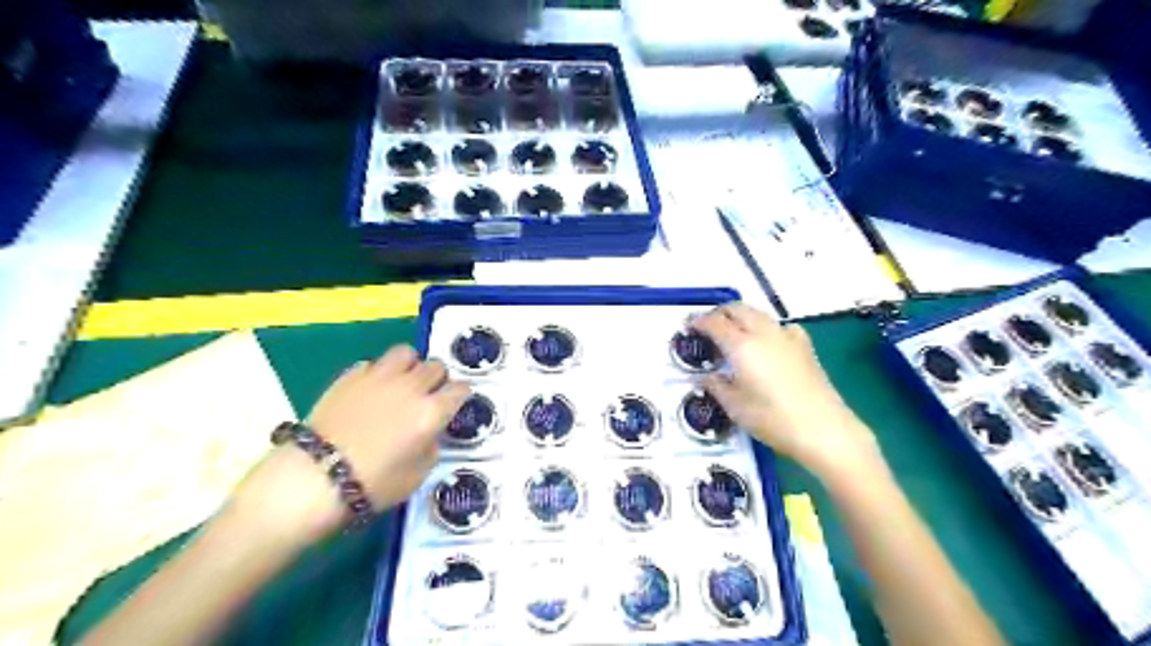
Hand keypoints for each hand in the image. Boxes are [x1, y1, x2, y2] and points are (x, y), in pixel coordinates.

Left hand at [229, 346, 471, 542]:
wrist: (314, 477)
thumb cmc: (372, 484)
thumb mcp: (416, 476)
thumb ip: (431, 447)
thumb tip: (429, 433)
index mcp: (431, 411)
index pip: (460, 389)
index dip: (461, 395)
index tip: (455, 404)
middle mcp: (411, 387)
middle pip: (436, 366)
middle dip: (438, 379)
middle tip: (430, 394)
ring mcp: (379, 377)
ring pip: (406, 353)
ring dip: (411, 365)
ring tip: (403, 382)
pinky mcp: (350, 376)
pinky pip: (374, 363)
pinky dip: (379, 373)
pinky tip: (372, 390)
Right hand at [693, 305, 883, 480]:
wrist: (825, 429)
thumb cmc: (773, 420)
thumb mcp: (736, 407)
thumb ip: (717, 387)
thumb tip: (707, 377)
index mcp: (742, 346)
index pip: (715, 323)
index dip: (699, 322)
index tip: (688, 326)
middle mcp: (763, 333)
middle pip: (737, 309)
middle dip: (719, 313)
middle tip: (707, 326)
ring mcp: (787, 337)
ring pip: (758, 313)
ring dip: (741, 316)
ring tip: (732, 333)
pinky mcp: (804, 346)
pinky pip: (780, 325)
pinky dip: (766, 327)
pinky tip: (767, 342)